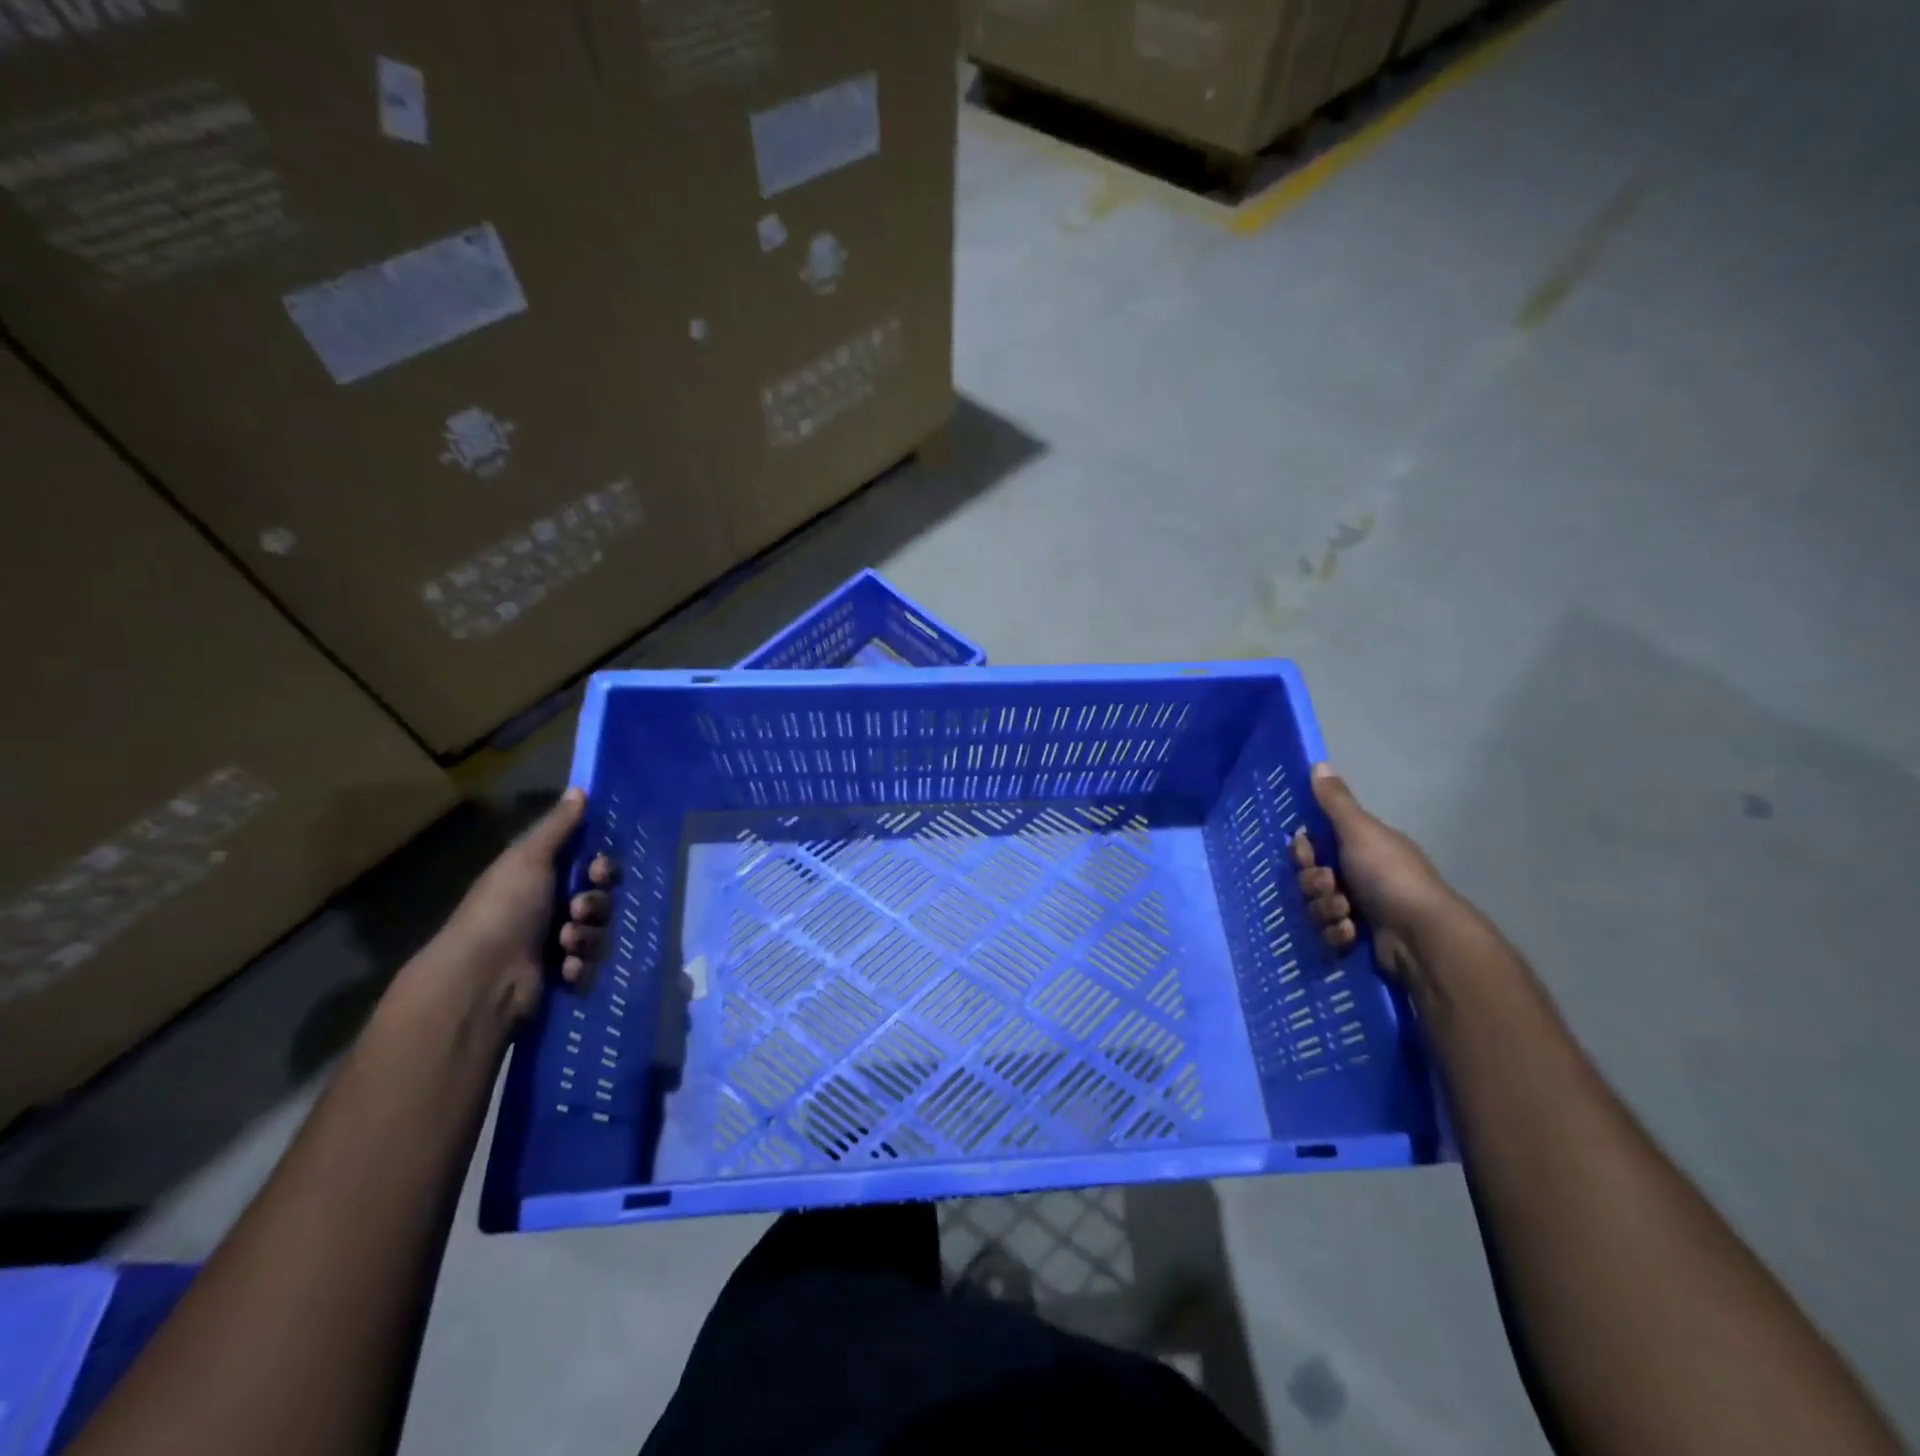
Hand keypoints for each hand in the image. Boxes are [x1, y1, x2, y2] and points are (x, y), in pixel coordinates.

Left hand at [431, 789, 617, 1020]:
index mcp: (541, 880)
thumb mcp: (529, 858)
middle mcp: (551, 910)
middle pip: (601, 900)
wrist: (482, 978)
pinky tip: (563, 968)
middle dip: (596, 904)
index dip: (602, 869)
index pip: (591, 869)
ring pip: (600, 933)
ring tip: (564, 943)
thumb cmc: (504, 909)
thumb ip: (557, 826)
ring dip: (587, 936)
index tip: (599, 871)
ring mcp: (557, 946)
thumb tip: (578, 789)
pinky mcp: (562, 978)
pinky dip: (580, 966)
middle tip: (579, 909)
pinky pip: (591, 967)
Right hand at [1289, 763, 1459, 977]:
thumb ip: (1335, 802)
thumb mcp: (1360, 831)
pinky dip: (1335, 934)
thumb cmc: (1390, 876)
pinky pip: (1327, 934)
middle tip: (1330, 885)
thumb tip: (1319, 763)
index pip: (1313, 846)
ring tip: (1346, 914)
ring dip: (1324, 909)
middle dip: (1313, 884)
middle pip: (1309, 878)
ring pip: (1315, 907)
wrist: (1420, 936)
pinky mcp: (1356, 941)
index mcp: (1360, 848)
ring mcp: (1358, 910)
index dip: (1303, 852)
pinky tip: (1351, 933)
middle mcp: (1358, 876)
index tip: (1308, 854)